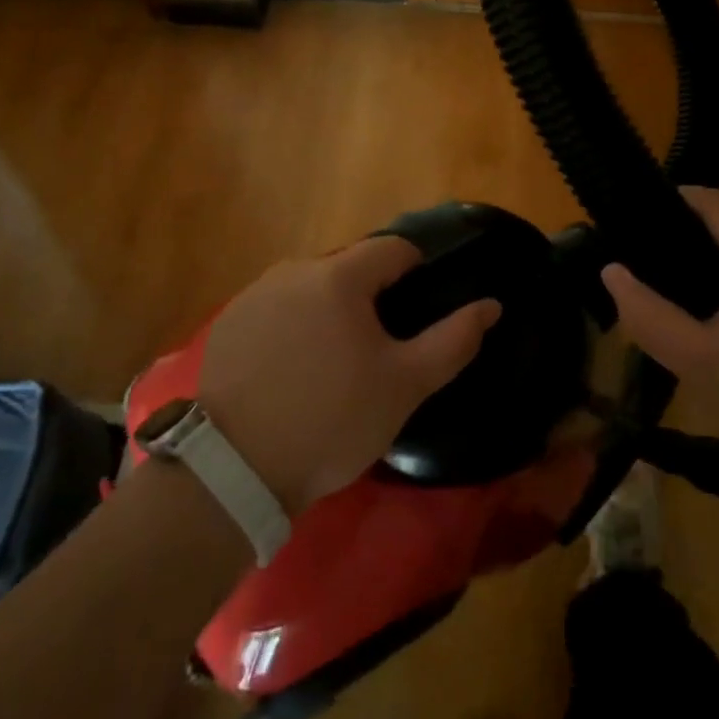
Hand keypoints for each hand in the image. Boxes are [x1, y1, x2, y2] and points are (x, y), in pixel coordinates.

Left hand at [199, 238, 499, 514]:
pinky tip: (291, 373)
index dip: (416, 270)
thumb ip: (453, 339)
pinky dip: (292, 328)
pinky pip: (275, 311)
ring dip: (329, 311)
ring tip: (333, 363)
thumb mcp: (405, 385)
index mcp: (340, 276)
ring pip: (310, 289)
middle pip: (349, 268)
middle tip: (377, 348)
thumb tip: (491, 305)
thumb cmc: (333, 420)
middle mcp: (294, 271)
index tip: (419, 308)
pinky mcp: (227, 324)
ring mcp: (254, 296)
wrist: (235, 470)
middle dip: (370, 297)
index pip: (392, 248)